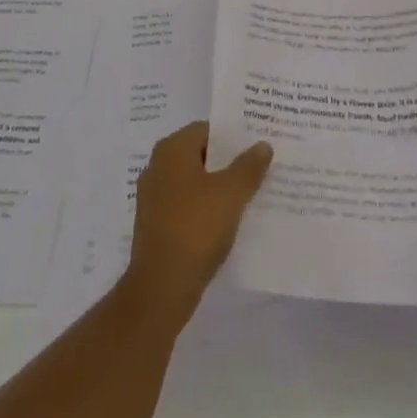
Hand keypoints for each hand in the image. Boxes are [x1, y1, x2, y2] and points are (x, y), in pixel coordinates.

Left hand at [124, 122, 272, 314]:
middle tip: (259, 170)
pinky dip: (205, 210)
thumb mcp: (231, 194)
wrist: (161, 288)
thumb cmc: (196, 228)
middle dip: (228, 163)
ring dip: (218, 189)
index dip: (233, 137)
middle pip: (200, 156)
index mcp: (172, 149)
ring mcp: (154, 197)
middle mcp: (158, 166)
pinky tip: (228, 223)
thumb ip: (248, 166)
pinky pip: (186, 207)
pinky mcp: (156, 225)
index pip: (207, 130)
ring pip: (194, 183)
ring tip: (250, 197)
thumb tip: (262, 145)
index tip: (257, 146)